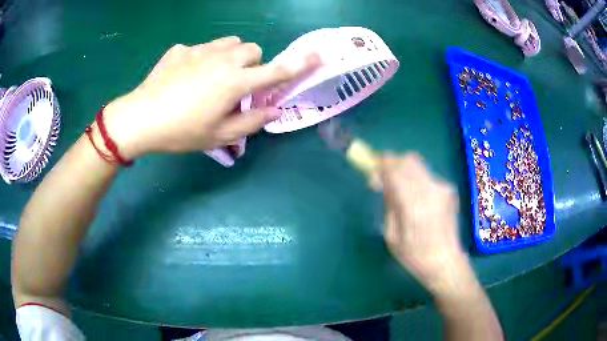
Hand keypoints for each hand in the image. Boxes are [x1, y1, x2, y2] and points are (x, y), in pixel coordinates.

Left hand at [103, 36, 320, 158]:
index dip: (299, 64)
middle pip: (252, 49)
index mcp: (234, 82)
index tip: (317, 56)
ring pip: (229, 43)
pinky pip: (201, 48)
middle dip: (251, 65)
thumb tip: (274, 111)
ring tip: (213, 76)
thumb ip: (252, 122)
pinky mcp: (180, 50)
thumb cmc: (181, 132)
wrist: (140, 119)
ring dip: (230, 57)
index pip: (276, 71)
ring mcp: (199, 51)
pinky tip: (185, 76)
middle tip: (236, 85)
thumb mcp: (219, 136)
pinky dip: (202, 59)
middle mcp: (221, 59)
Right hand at [380, 154, 468, 294]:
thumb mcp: (392, 236)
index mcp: (413, 204)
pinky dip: (417, 180)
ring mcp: (442, 188)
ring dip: (405, 171)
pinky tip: (416, 199)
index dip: (381, 165)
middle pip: (408, 160)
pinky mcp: (449, 191)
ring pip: (419, 166)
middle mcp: (430, 190)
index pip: (395, 170)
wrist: (445, 262)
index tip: (373, 172)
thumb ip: (389, 205)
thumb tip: (384, 183)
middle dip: (393, 164)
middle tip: (385, 179)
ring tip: (400, 190)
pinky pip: (427, 177)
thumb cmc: (415, 256)